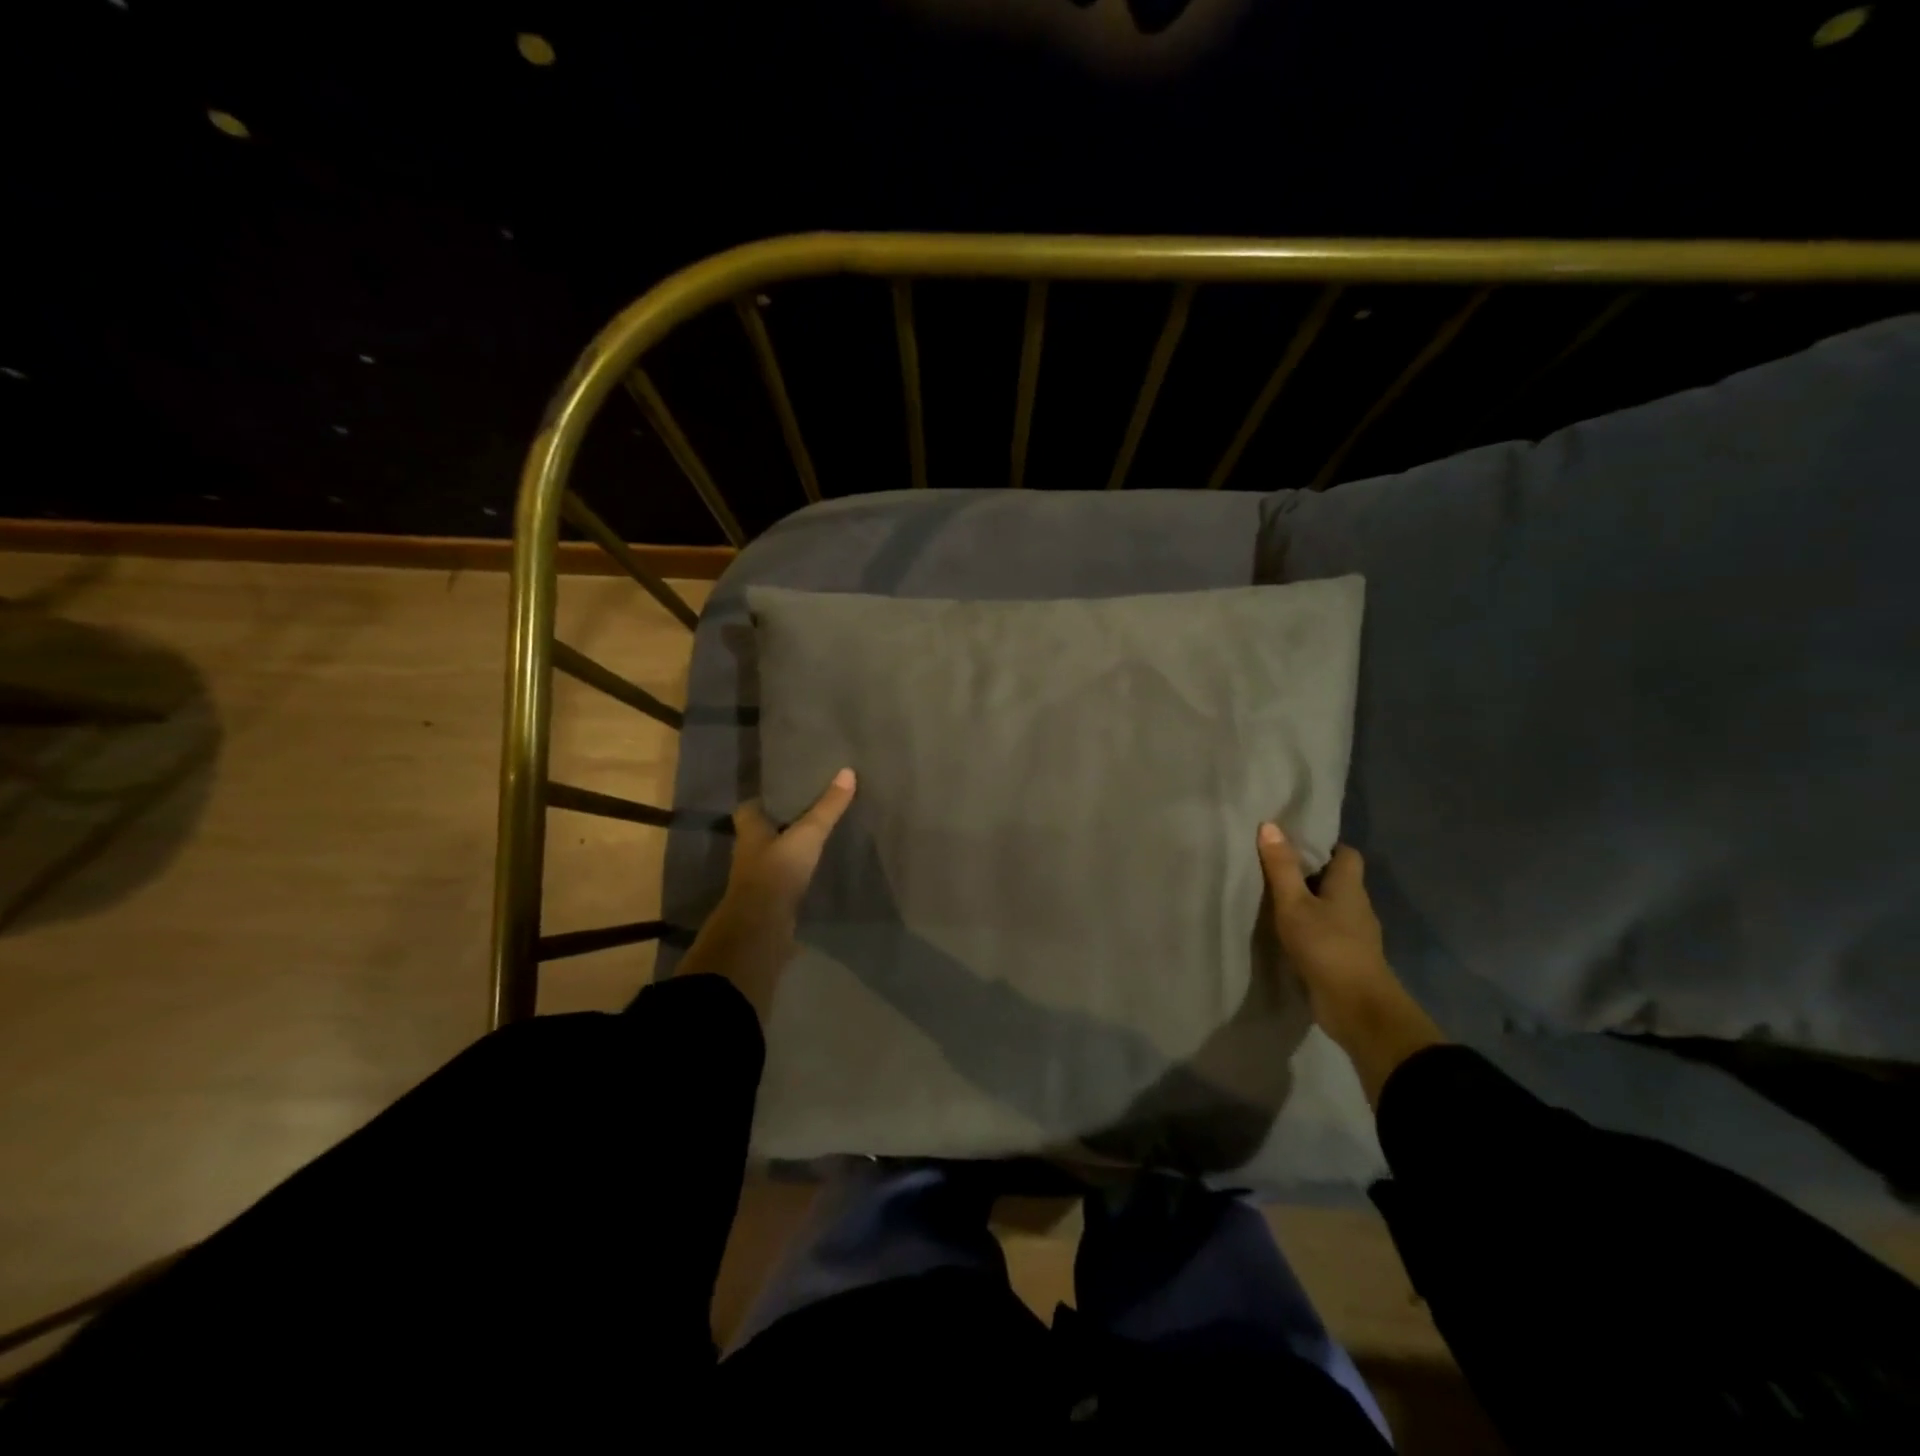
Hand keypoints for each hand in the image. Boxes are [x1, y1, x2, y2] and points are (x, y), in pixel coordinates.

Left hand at [675, 768, 856, 1019]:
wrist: (761, 928)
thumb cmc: (777, 871)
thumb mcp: (807, 834)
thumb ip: (827, 807)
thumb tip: (847, 771)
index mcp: (750, 831)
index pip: (748, 809)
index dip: (762, 800)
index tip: (783, 791)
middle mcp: (749, 854)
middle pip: (762, 833)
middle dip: (780, 824)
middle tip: (808, 811)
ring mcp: (758, 880)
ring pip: (774, 858)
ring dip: (789, 851)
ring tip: (818, 839)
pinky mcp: (771, 902)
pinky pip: (785, 882)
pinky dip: (797, 876)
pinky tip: (818, 872)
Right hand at [1256, 822, 1444, 1107]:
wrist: (1357, 1008)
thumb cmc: (1327, 947)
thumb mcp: (1294, 904)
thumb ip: (1281, 867)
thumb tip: (1270, 825)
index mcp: (1349, 887)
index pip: (1346, 854)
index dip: (1325, 846)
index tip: (1295, 843)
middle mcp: (1357, 906)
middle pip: (1338, 880)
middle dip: (1311, 872)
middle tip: (1275, 866)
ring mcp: (1355, 935)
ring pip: (1332, 907)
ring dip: (1310, 902)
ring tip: (1275, 897)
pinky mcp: (1347, 958)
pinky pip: (1328, 931)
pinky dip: (1311, 927)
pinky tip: (1288, 932)